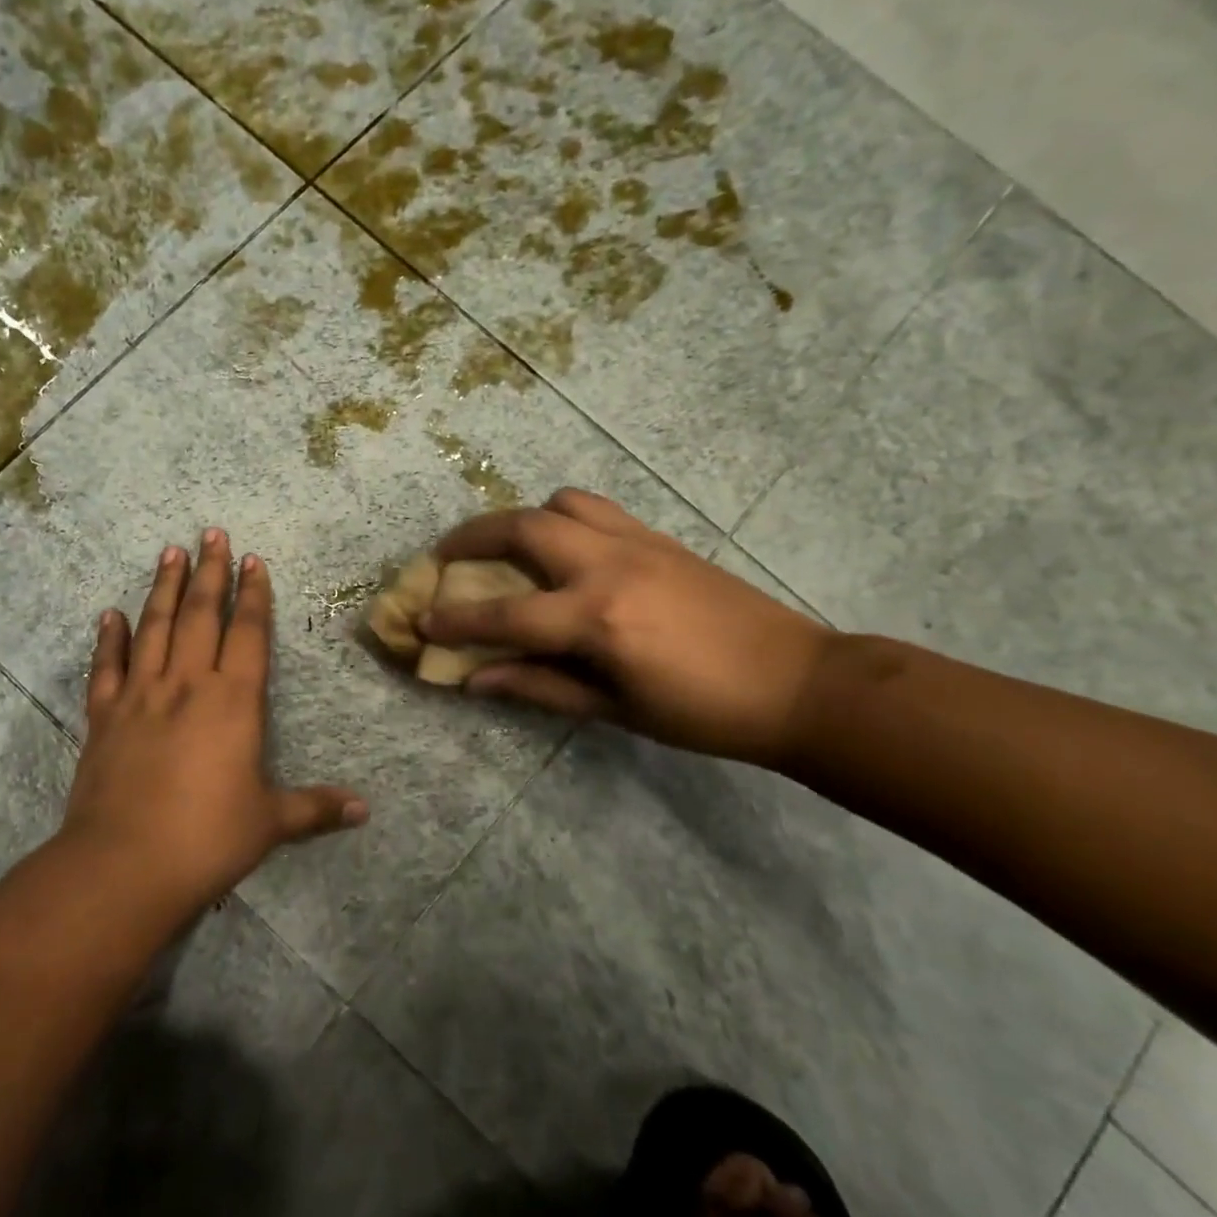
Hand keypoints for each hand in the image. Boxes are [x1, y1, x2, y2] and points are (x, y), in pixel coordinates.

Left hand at [57, 529, 368, 915]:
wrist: (124, 864)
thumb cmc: (208, 838)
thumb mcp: (270, 823)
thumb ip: (316, 809)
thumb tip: (365, 810)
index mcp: (233, 701)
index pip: (247, 632)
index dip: (253, 594)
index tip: (253, 560)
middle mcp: (187, 684)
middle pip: (200, 615)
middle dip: (210, 572)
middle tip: (211, 533)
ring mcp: (141, 696)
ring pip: (154, 627)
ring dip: (163, 587)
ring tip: (170, 552)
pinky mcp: (104, 716)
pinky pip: (107, 666)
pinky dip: (109, 638)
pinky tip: (110, 613)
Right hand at [422, 489, 834, 766]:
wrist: (797, 682)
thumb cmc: (702, 712)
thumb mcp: (615, 710)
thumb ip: (539, 686)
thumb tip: (475, 679)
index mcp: (597, 618)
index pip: (505, 615)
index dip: (456, 620)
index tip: (420, 620)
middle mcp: (608, 566)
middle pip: (521, 528)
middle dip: (471, 537)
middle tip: (445, 556)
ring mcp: (635, 542)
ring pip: (559, 503)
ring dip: (520, 518)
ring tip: (505, 546)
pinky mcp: (658, 536)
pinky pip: (596, 508)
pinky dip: (563, 516)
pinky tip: (563, 548)